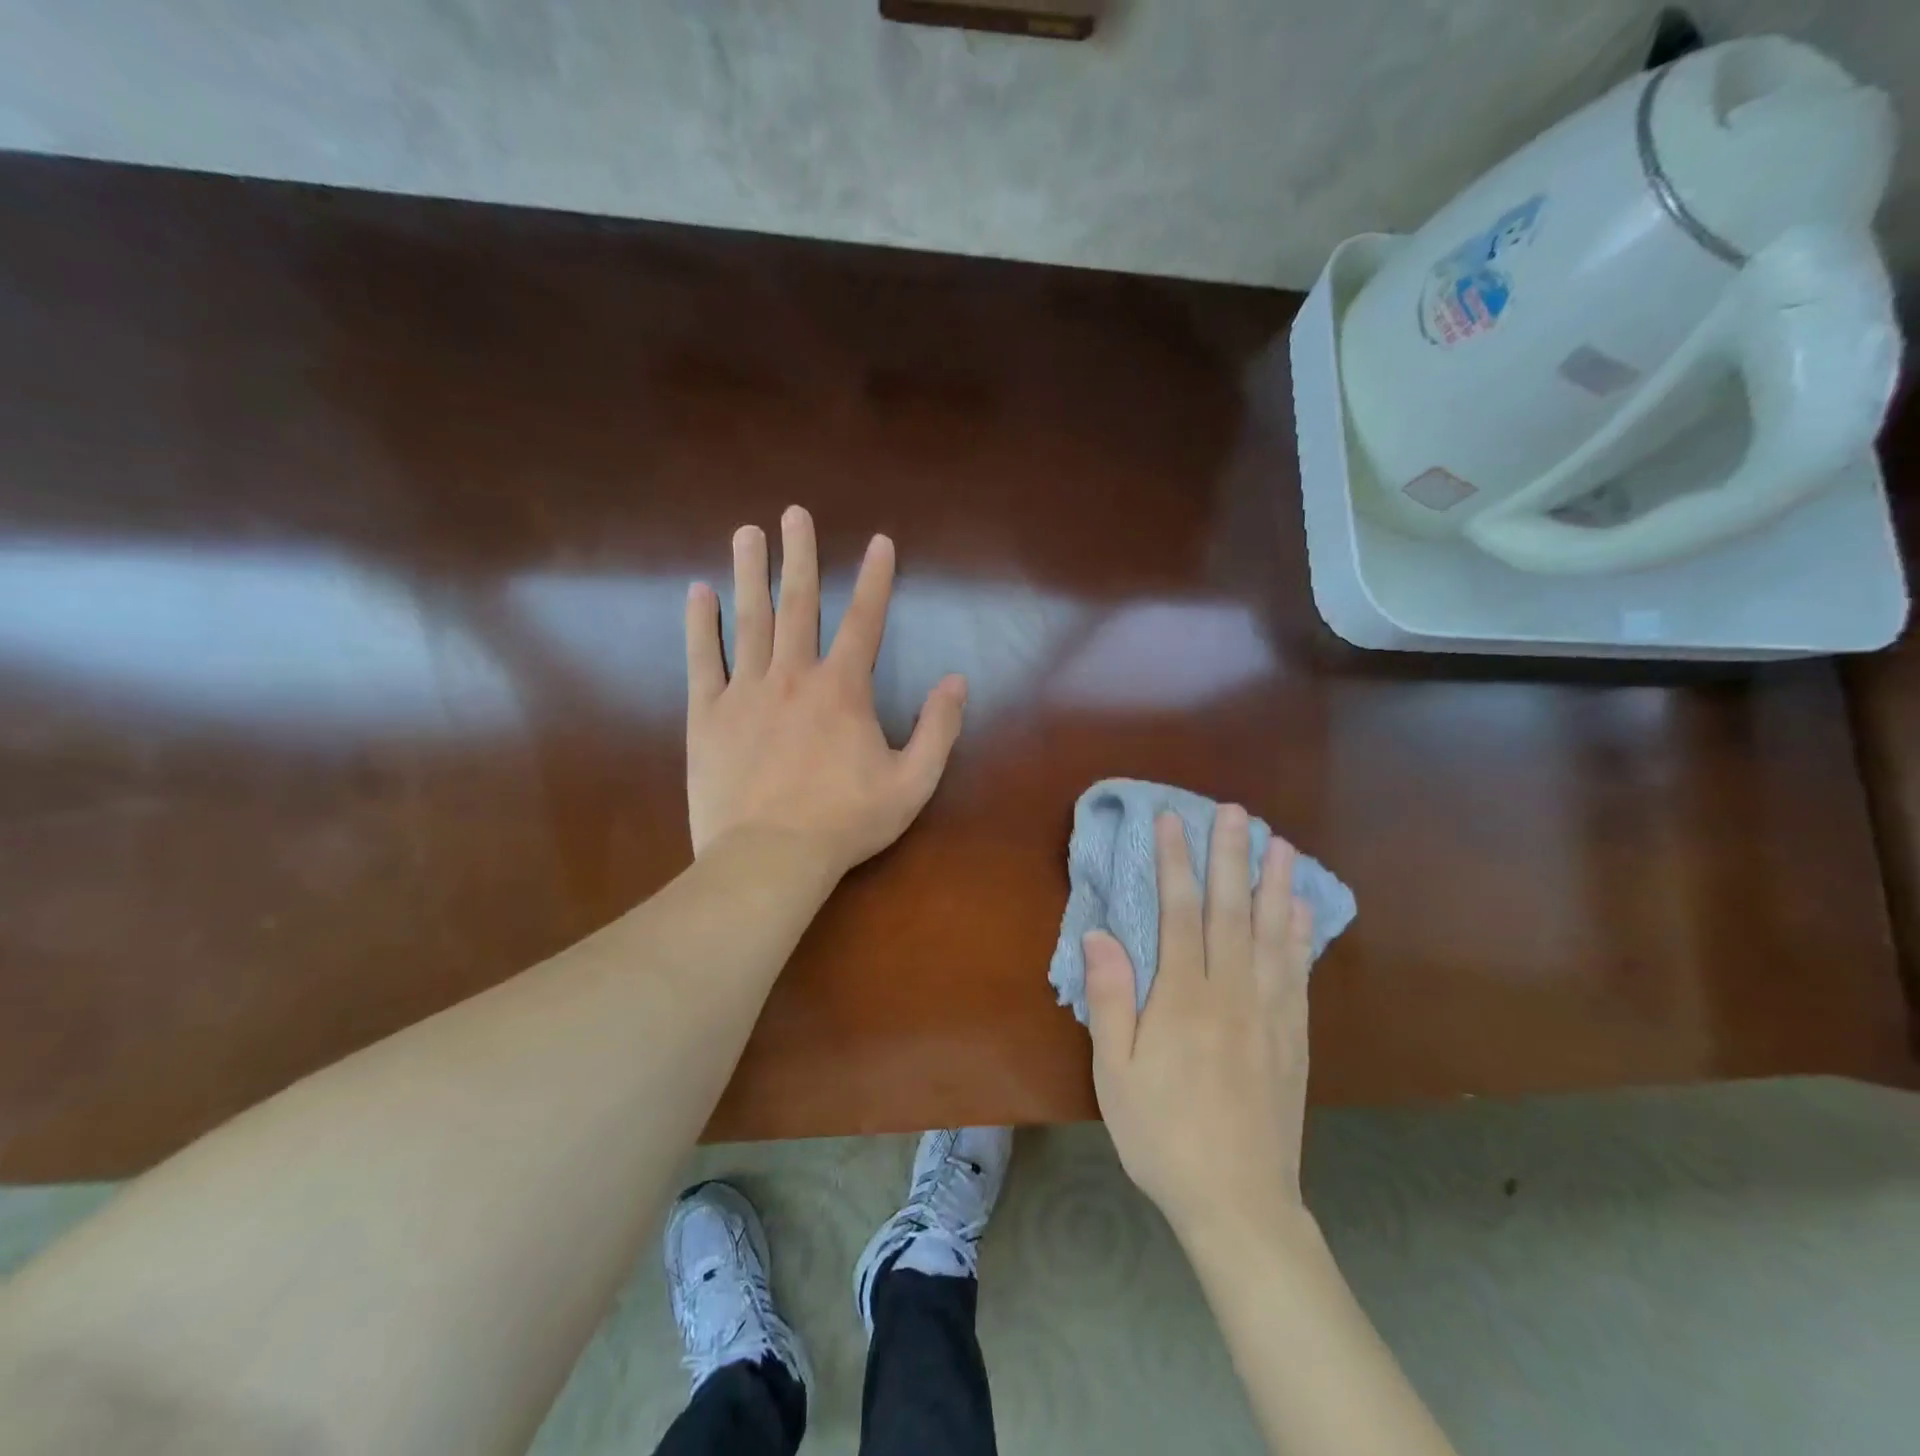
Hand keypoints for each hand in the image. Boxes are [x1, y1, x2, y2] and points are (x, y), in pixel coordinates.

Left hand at [684, 505, 967, 877]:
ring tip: (747, 532)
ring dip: (750, 572)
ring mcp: (745, 691)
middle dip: (800, 556)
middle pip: (799, 603)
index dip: (875, 579)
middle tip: (793, 514)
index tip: (878, 541)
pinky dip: (700, 624)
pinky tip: (698, 591)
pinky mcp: (706, 714)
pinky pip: (702, 658)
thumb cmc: (846, 822)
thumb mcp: (913, 782)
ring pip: (749, 619)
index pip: (865, 621)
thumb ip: (939, 728)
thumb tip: (956, 681)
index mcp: (843, 688)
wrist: (770, 857)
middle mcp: (794, 675)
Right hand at [1084, 807, 1314, 1245]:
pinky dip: (1300, 933)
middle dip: (1229, 856)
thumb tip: (1099, 934)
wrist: (1240, 1202)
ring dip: (1274, 884)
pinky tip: (1301, 908)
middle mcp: (1231, 993)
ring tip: (1279, 843)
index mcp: (1184, 999)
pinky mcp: (1293, 1035)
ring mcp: (1269, 1012)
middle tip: (1235, 811)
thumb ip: (1111, 1000)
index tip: (1172, 821)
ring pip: (1272, 934)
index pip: (1179, 913)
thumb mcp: (1116, 1074)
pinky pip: (1297, 971)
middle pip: (1230, 911)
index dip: (1175, 862)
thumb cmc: (1163, 1134)